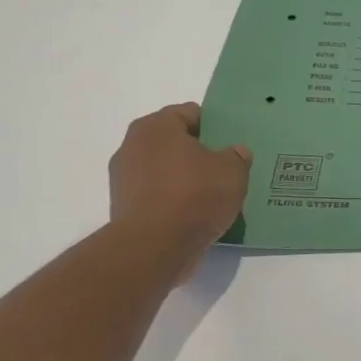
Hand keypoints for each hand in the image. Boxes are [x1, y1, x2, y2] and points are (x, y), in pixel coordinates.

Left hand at [108, 102, 251, 274]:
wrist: (154, 248)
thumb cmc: (194, 196)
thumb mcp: (232, 171)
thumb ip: (237, 156)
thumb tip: (235, 153)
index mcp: (156, 127)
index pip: (189, 113)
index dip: (214, 125)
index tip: (231, 142)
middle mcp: (133, 146)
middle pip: (174, 142)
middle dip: (198, 153)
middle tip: (225, 167)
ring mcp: (124, 179)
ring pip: (164, 170)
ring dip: (185, 178)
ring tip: (213, 194)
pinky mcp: (124, 208)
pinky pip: (157, 195)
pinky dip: (173, 201)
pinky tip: (196, 214)